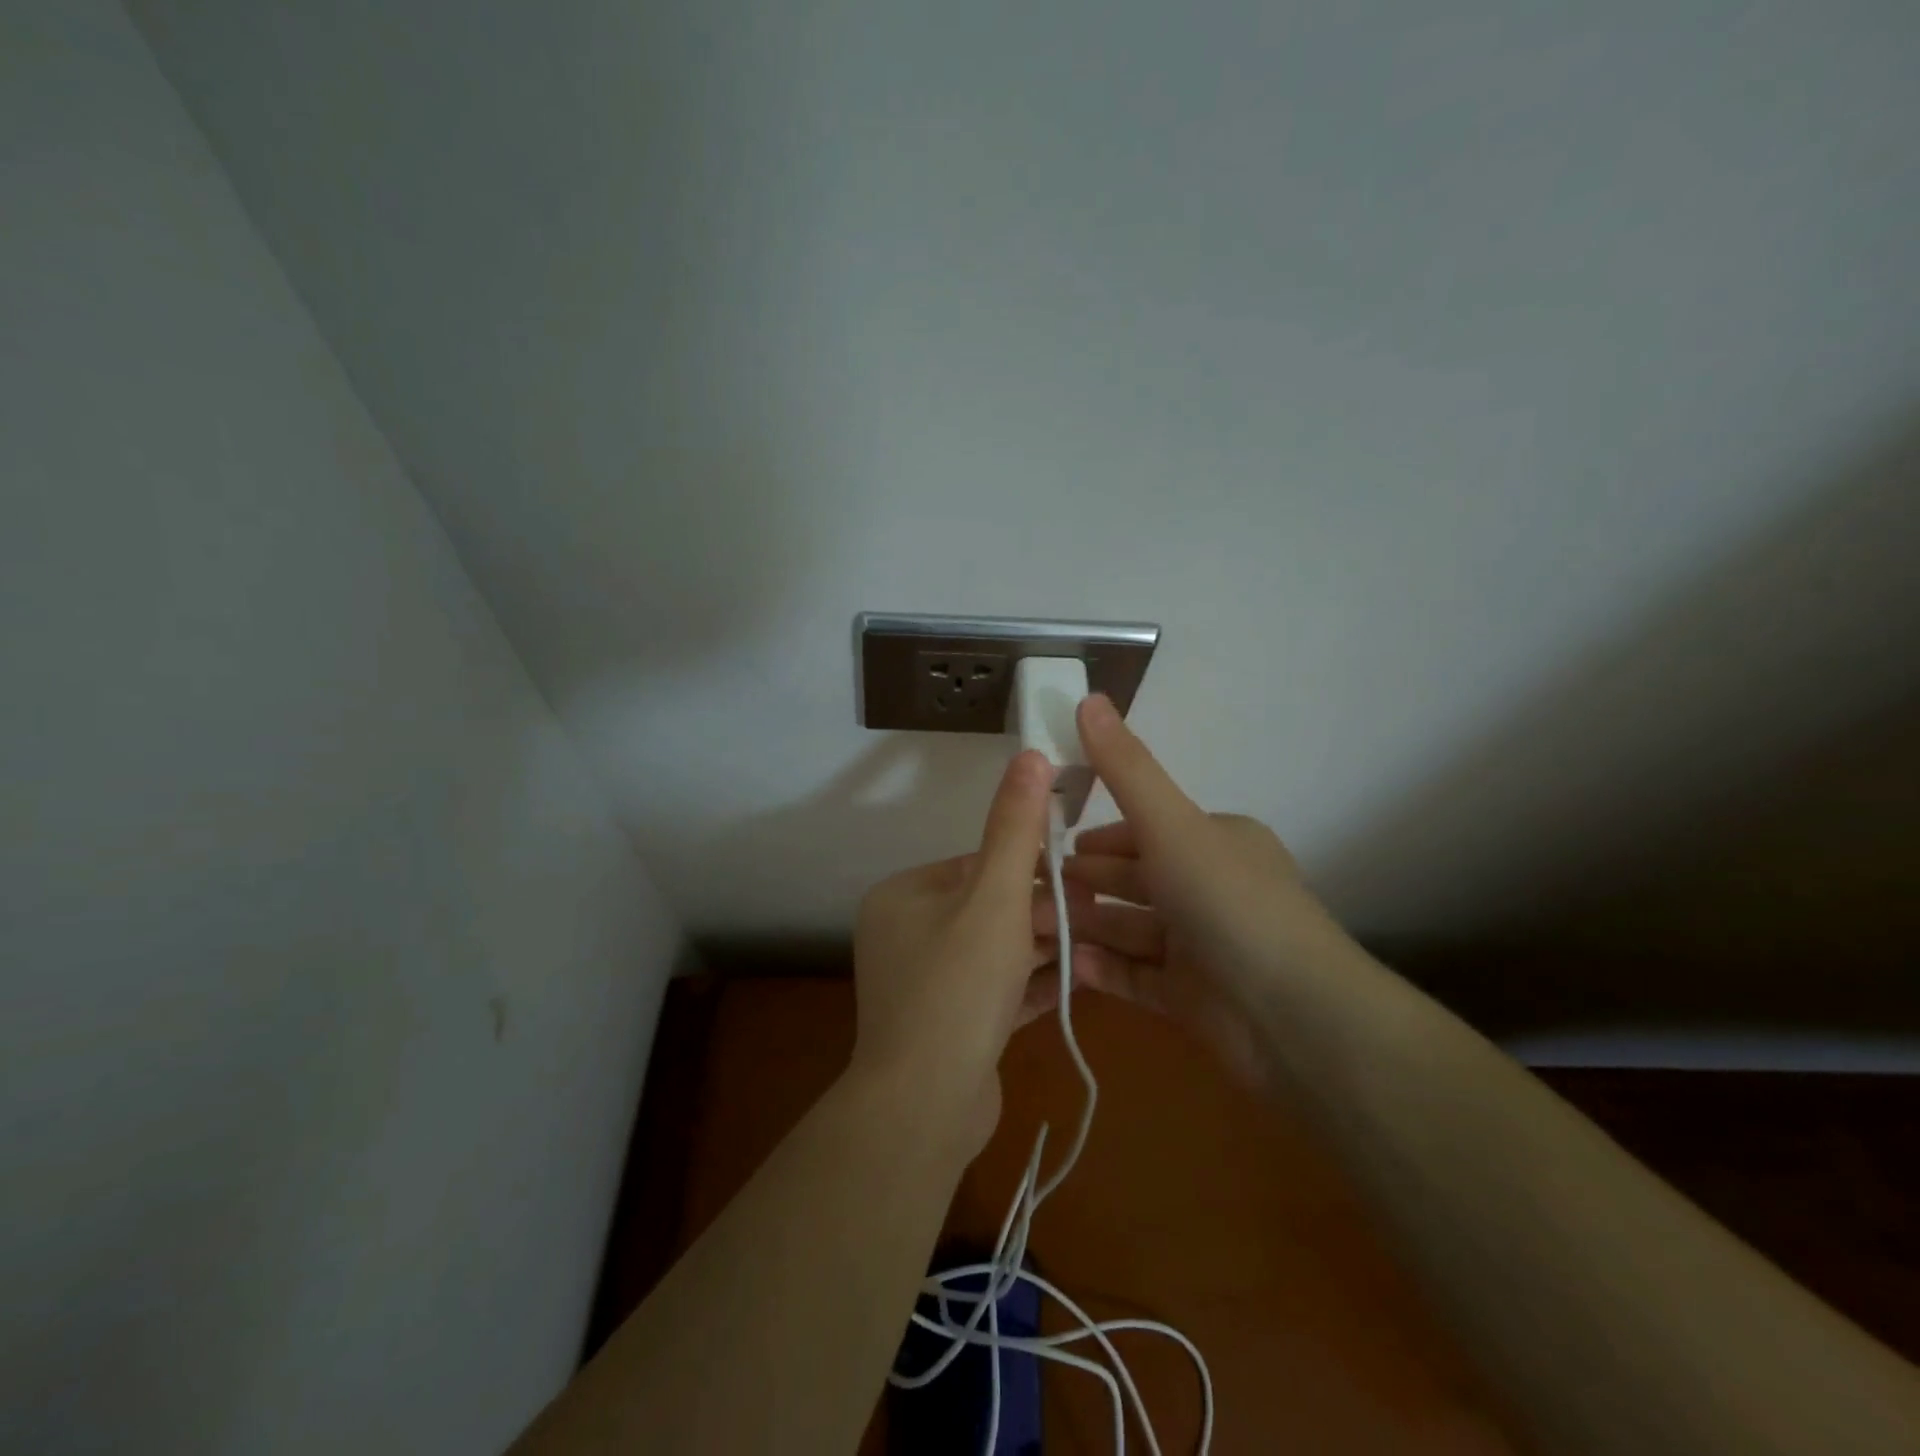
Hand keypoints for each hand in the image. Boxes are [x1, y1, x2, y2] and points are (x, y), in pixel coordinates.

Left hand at [849, 750, 1060, 1154]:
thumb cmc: (958, 986)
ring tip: (1094, 944)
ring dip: (1041, 948)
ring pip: (994, 952)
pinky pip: (992, 991)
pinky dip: (1028, 985)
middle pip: (987, 908)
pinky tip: (1075, 984)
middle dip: (1041, 912)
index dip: (1030, 869)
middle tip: (1094, 915)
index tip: (1079, 877)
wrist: (924, 1108)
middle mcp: (904, 934)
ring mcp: (922, 984)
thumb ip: (1015, 828)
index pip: (976, 864)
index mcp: (903, 896)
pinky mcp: (945, 1025)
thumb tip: (1031, 755)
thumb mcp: (995, 898)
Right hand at [1053, 695, 1356, 1085]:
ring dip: (1085, 927)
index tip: (1050, 845)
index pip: (1144, 830)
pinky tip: (1066, 967)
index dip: (1098, 838)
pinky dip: (1103, 970)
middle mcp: (1209, 888)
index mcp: (1213, 841)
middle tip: (1028, 891)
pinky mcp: (1193, 998)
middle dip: (1082, 883)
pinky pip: (1136, 976)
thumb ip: (1125, 768)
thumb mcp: (1172, 825)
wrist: (1296, 1020)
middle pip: (1133, 881)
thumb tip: (1088, 696)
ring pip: (1129, 929)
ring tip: (1032, 929)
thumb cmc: (1229, 904)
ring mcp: (1201, 946)